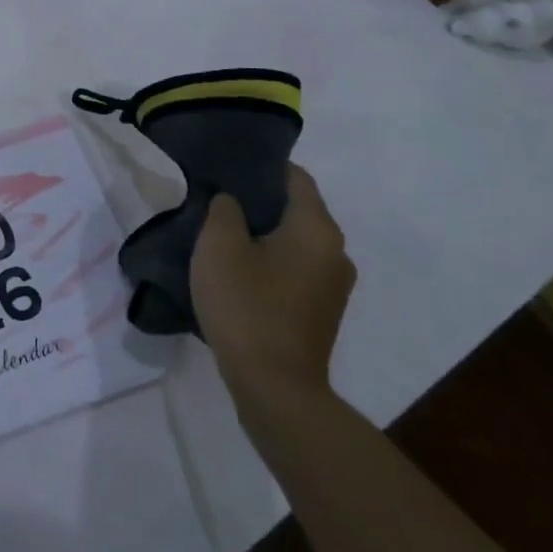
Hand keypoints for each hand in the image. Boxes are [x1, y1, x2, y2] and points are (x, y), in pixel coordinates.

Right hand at [188, 165, 356, 409]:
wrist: (274, 387)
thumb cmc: (246, 306)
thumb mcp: (219, 246)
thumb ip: (224, 209)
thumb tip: (232, 200)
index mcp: (317, 229)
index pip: (295, 177)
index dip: (261, 165)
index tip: (227, 164)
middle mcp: (336, 252)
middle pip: (296, 208)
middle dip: (258, 199)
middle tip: (216, 197)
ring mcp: (333, 285)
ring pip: (294, 240)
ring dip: (262, 232)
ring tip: (221, 232)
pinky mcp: (322, 310)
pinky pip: (295, 267)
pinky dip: (270, 259)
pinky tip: (238, 268)